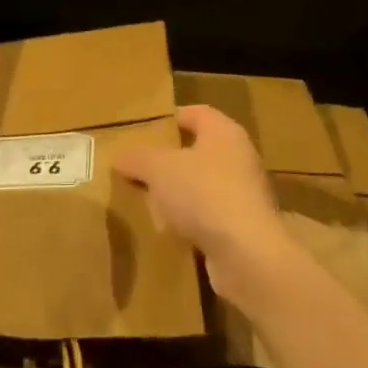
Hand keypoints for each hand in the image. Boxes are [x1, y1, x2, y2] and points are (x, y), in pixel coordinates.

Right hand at [113, 105, 300, 314]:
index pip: (196, 113)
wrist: (246, 253)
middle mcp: (239, 158)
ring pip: (201, 185)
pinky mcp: (243, 227)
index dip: (169, 119)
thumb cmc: (203, 194)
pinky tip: (166, 230)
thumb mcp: (158, 169)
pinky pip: (208, 215)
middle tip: (137, 168)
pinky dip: (188, 220)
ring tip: (145, 201)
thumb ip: (137, 158)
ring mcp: (244, 194)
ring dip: (176, 193)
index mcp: (224, 133)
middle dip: (167, 160)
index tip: (143, 131)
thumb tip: (120, 156)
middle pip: (198, 151)